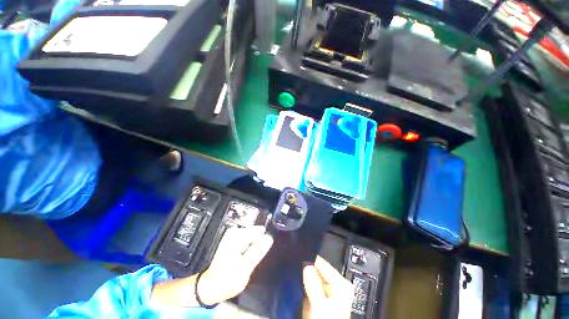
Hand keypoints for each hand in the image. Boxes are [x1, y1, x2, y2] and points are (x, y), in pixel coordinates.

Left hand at [151, 226, 272, 306]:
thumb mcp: (245, 267)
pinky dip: (251, 247)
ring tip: (252, 259)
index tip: (268, 248)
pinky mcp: (234, 240)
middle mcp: (235, 232)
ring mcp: (234, 235)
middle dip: (260, 242)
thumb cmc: (227, 279)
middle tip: (256, 258)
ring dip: (256, 246)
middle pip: (256, 233)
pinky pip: (249, 240)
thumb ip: (257, 251)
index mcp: (236, 236)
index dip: (265, 239)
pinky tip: (248, 257)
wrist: (212, 286)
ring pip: (253, 237)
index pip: (259, 231)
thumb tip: (270, 237)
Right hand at [303, 256, 353, 318]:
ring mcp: (328, 292)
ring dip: (305, 279)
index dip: (309, 261)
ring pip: (313, 279)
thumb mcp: (320, 305)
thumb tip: (306, 266)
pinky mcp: (321, 299)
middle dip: (307, 270)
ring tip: (297, 280)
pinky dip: (305, 287)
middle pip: (318, 271)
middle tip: (296, 270)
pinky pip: (311, 287)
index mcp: (341, 284)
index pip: (322, 263)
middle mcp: (336, 285)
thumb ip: (314, 284)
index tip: (298, 259)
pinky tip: (300, 289)